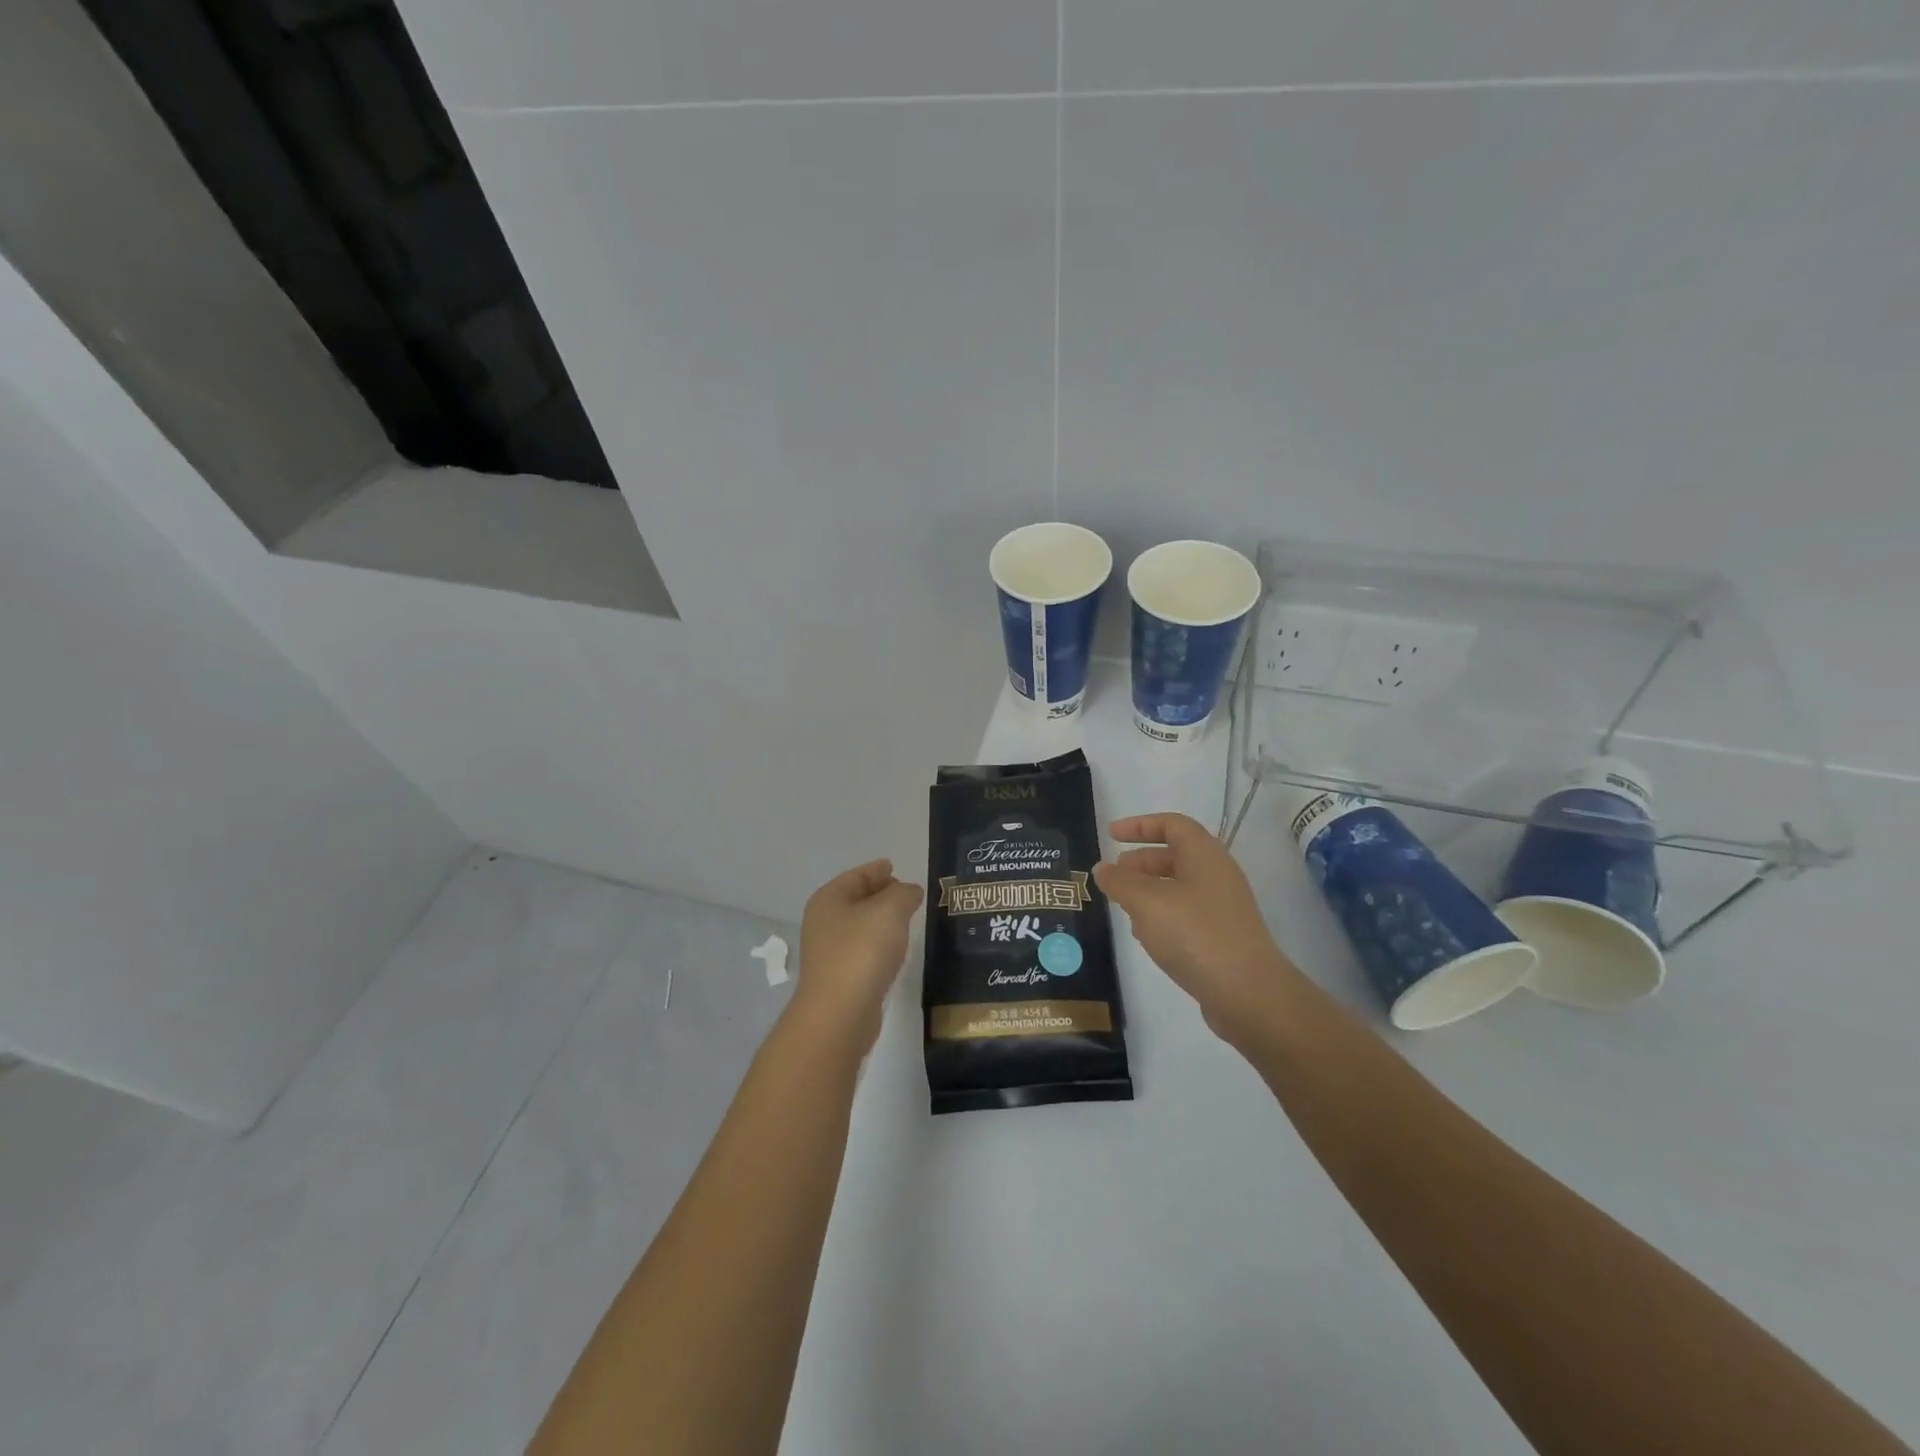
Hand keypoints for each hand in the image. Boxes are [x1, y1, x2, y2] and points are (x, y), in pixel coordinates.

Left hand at [792, 859, 924, 1050]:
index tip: (895, 866)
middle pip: (857, 899)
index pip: (857, 875)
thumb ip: (904, 894)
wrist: (839, 1014)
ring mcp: (829, 952)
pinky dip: (879, 943)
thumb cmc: (862, 952)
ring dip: (881, 920)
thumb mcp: (890, 910)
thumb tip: (910, 891)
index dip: (878, 869)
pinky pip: (863, 949)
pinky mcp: (840, 978)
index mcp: (829, 899)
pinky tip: (895, 948)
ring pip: (860, 926)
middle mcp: (824, 922)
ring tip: (907, 918)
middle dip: (882, 893)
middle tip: (908, 892)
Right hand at [1094, 813, 1301, 1042]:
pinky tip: (1145, 936)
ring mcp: (1223, 908)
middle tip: (1113, 876)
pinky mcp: (1222, 937)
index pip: (1172, 824)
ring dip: (1148, 891)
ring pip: (1179, 887)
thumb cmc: (1196, 935)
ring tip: (1122, 907)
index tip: (1110, 835)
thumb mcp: (1147, 903)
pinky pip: (1186, 914)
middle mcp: (1217, 875)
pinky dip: (1162, 916)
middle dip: (1140, 862)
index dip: (1139, 825)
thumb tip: (1103, 868)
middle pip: (1175, 855)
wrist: (1249, 994)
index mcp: (1205, 856)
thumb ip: (1120, 882)